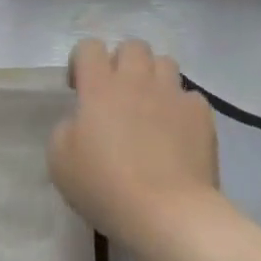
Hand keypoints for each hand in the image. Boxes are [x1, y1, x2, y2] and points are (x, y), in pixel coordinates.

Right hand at [50, 38, 219, 250]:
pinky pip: (190, 96)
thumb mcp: (59, 159)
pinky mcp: (201, 116)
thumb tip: (81, 121)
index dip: (82, 61)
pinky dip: (180, 107)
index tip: (79, 90)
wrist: (168, 213)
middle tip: (115, 93)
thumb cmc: (105, 186)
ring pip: (165, 62)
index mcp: (99, 87)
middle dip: (121, 62)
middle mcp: (136, 81)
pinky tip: (175, 131)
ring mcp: (173, 95)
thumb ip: (66, 128)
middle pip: (132, 46)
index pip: (89, 46)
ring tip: (148, 106)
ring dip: (153, 77)